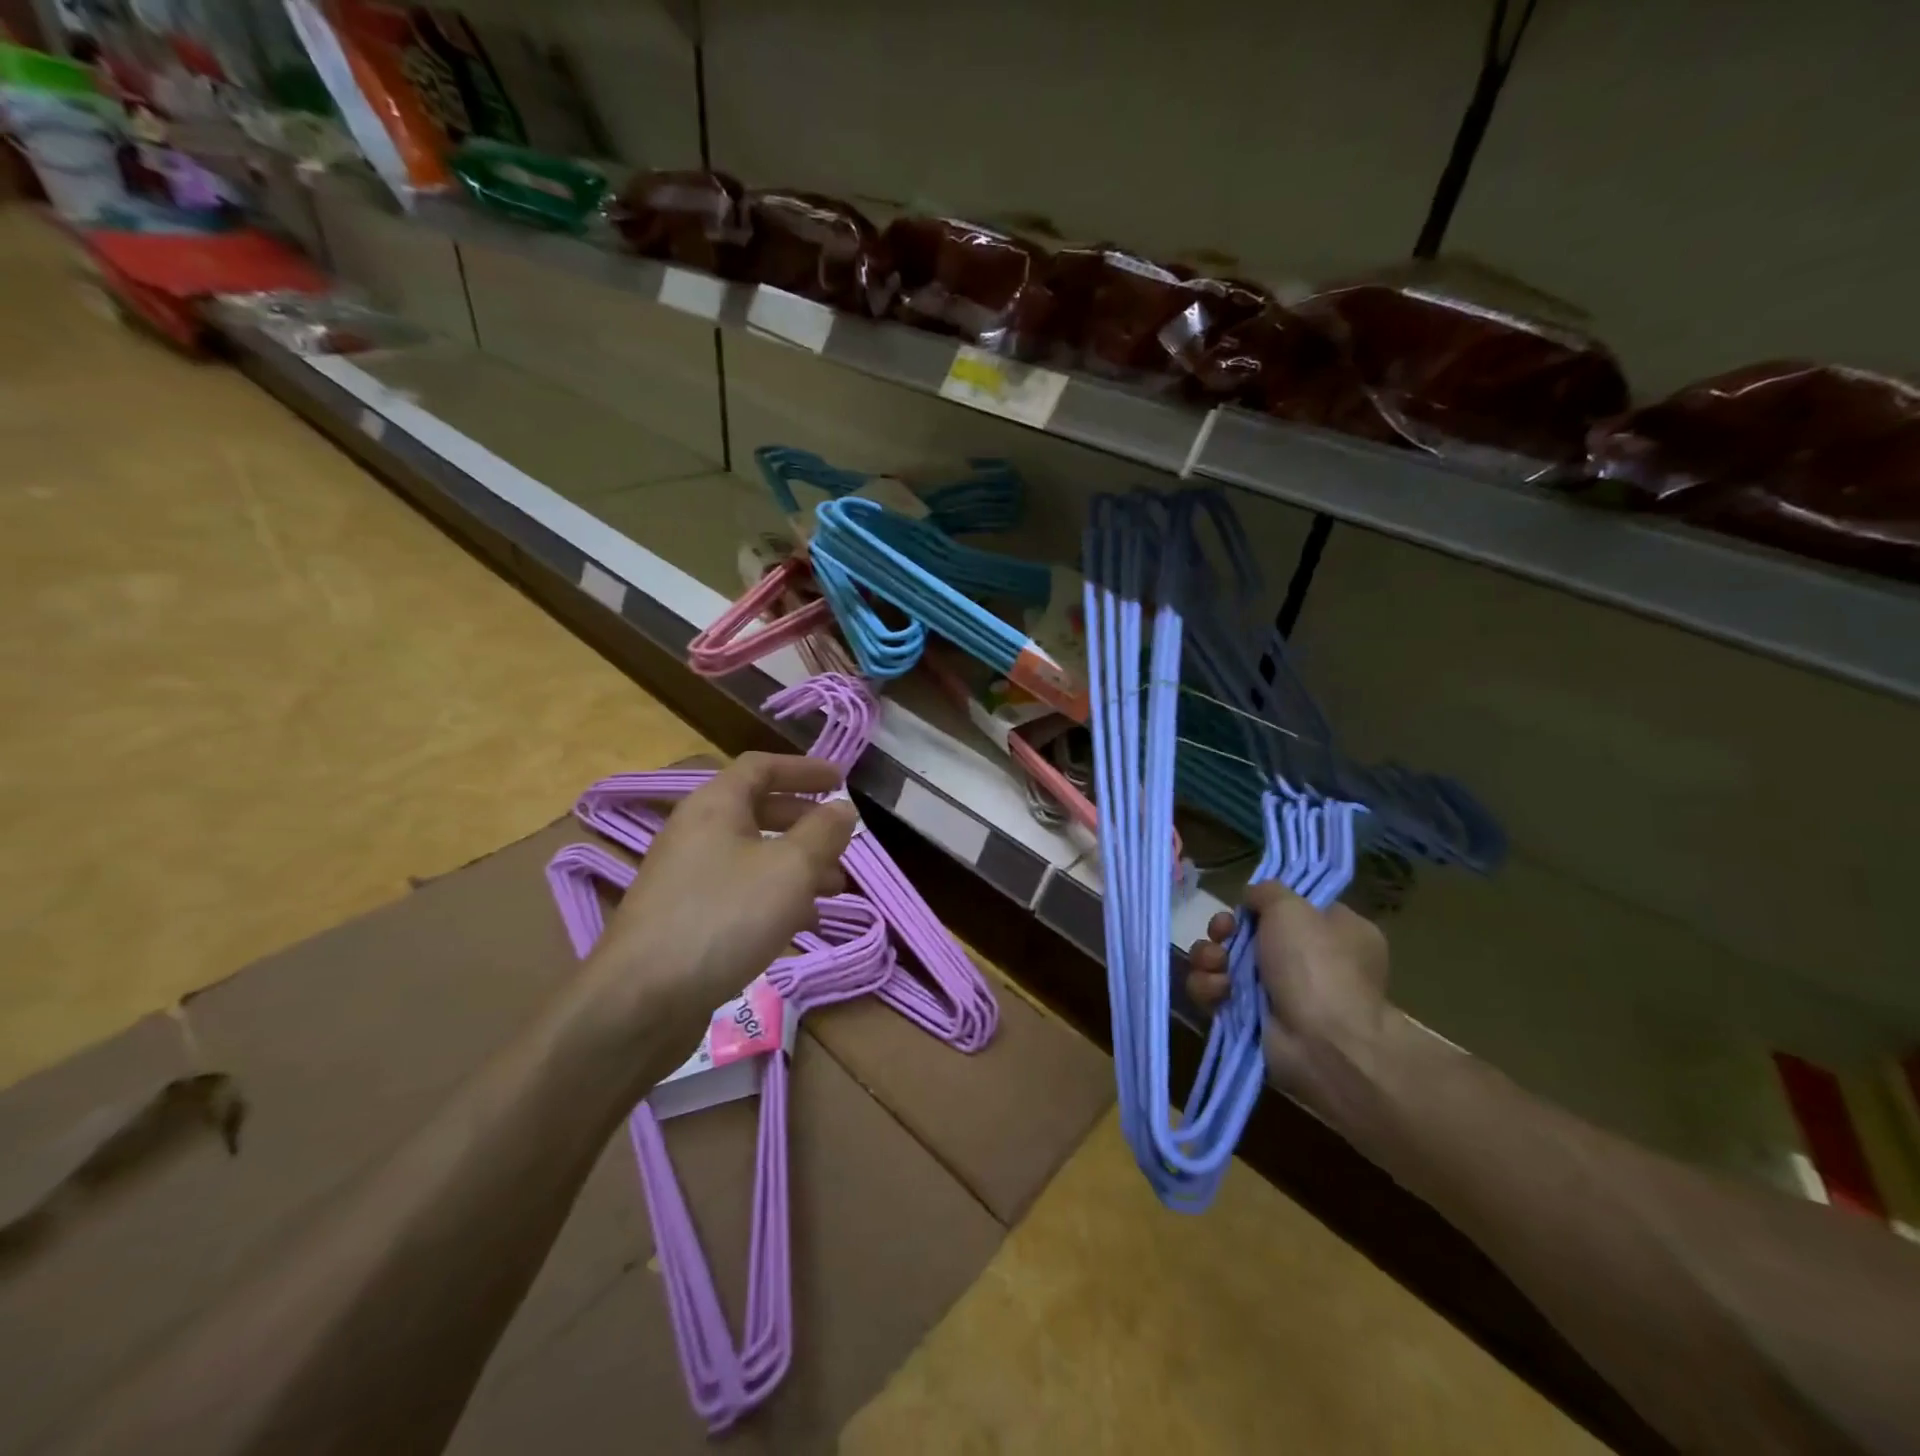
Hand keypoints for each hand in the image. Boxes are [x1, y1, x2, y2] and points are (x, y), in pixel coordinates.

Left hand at [579, 753, 858, 1057]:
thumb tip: (843, 808)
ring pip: (754, 856)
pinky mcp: (687, 919)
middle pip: (759, 811)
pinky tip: (802, 925)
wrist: (641, 1002)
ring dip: (798, 865)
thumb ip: (823, 833)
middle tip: (842, 843)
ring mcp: (688, 878)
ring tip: (835, 890)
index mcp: (715, 805)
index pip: (762, 766)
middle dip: (807, 824)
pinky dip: (776, 898)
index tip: (843, 780)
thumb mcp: (790, 869)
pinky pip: (741, 892)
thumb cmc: (724, 917)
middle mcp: (697, 833)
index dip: (805, 768)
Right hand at [1186, 881, 1390, 1103]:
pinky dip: (1210, 989)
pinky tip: (1218, 990)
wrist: (1323, 1044)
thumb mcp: (1294, 908)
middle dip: (1225, 931)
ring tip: (1214, 963)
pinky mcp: (1251, 1020)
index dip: (1262, 905)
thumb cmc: (1317, 965)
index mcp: (1335, 932)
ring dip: (1210, 957)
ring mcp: (1278, 993)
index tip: (1245, 905)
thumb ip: (1268, 891)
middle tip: (1220, 933)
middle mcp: (1309, 962)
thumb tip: (1254, 897)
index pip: (1290, 909)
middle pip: (1249, 934)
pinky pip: (1217, 994)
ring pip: (1226, 962)